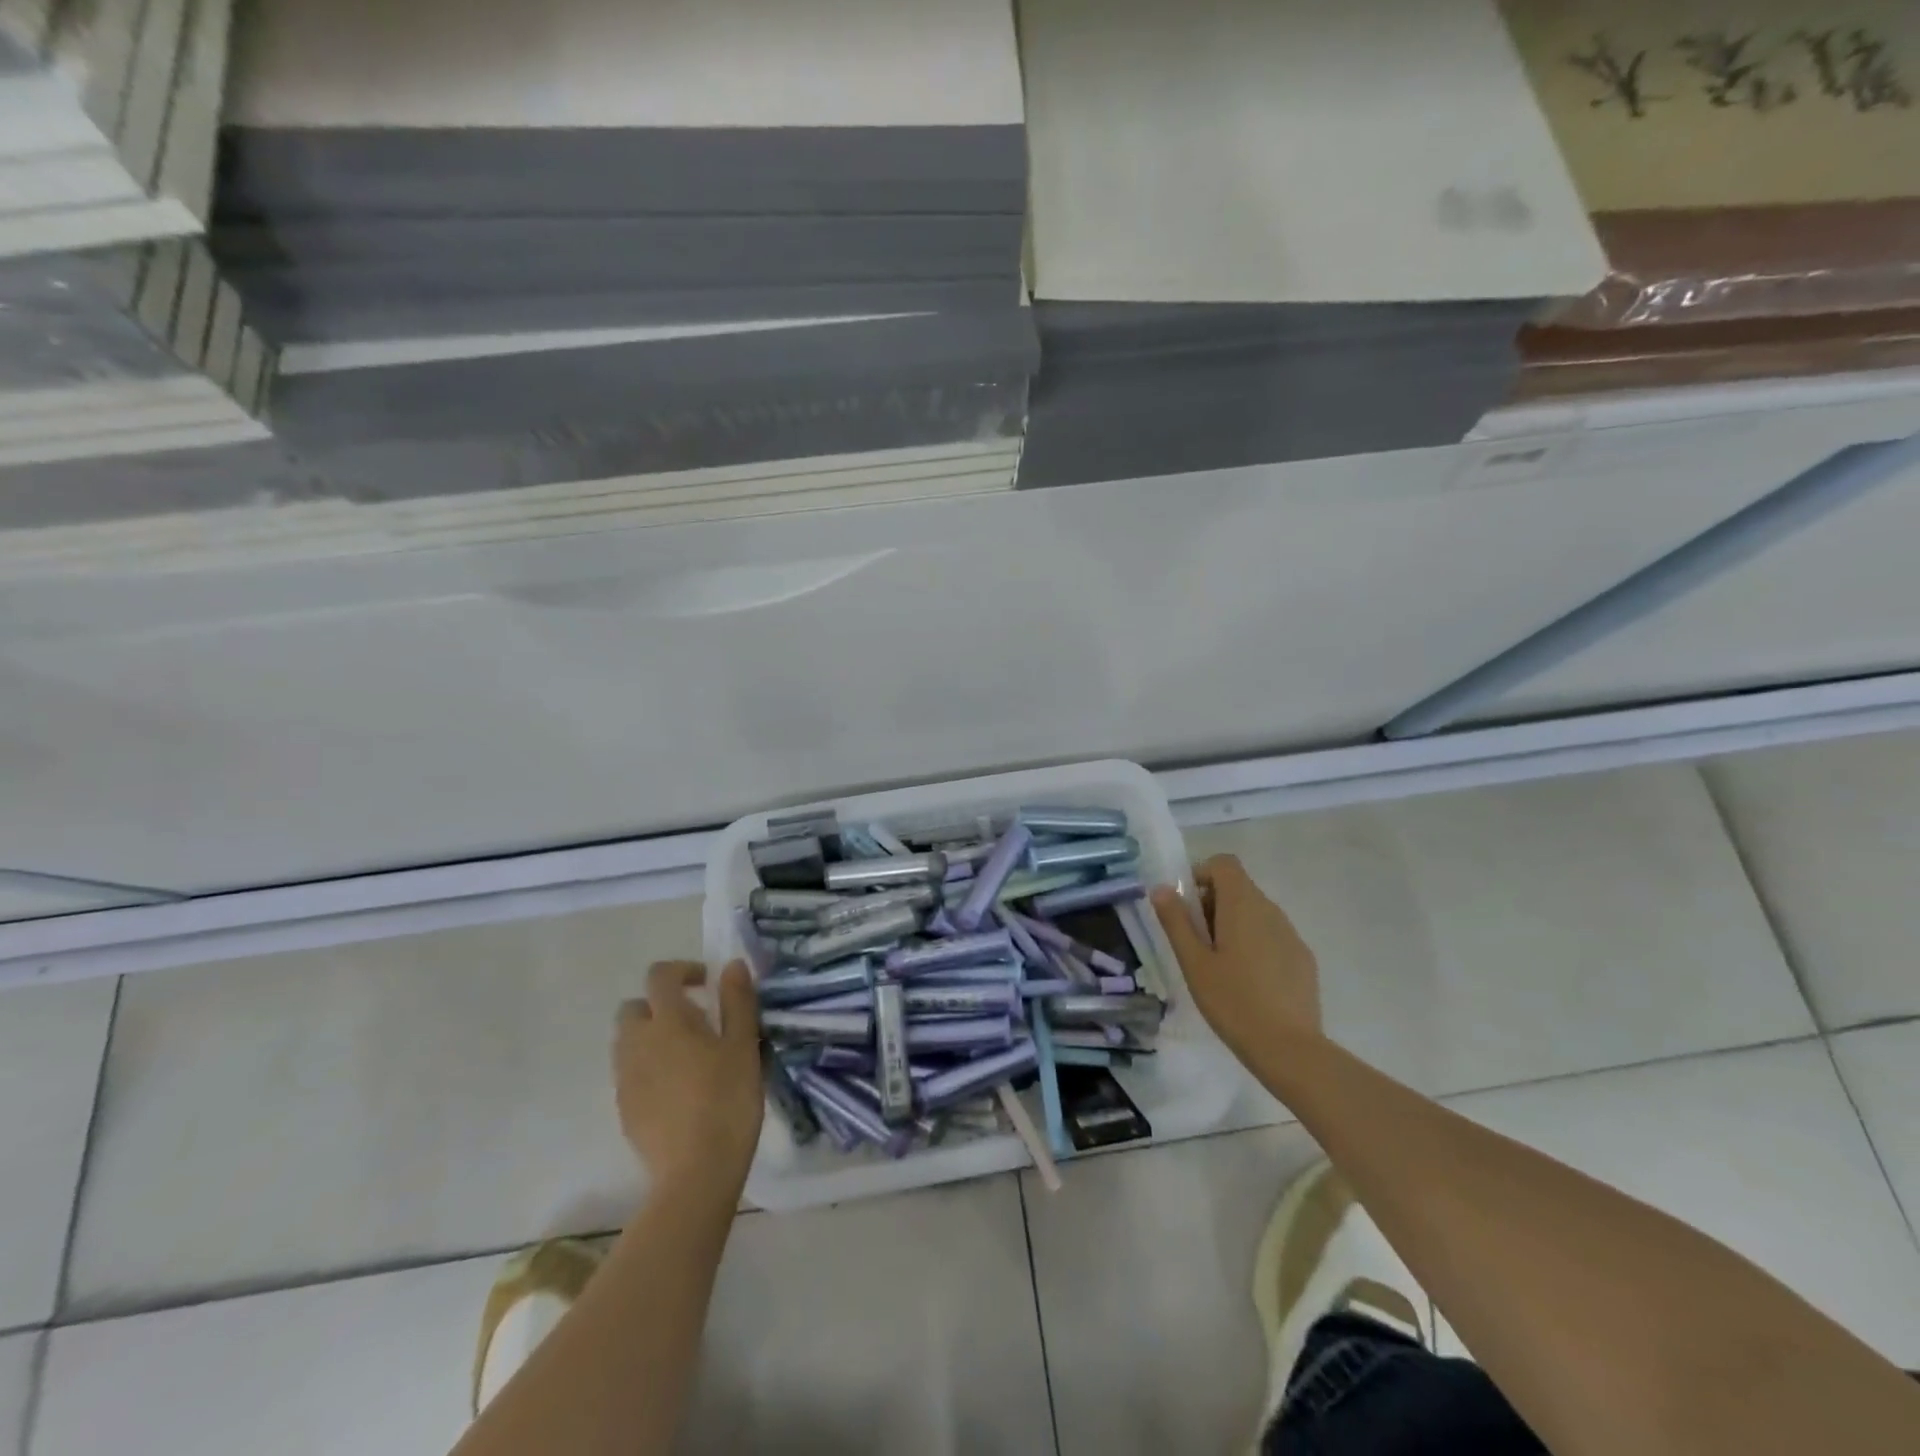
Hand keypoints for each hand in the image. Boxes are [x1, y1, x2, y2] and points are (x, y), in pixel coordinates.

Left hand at [614, 961, 763, 1199]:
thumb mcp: (743, 1045)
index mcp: (668, 1021)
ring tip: (687, 1055)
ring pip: (628, 1041)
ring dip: (651, 1036)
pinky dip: (648, 1067)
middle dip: (659, 1005)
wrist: (696, 1172)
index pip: (660, 976)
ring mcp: (625, 1078)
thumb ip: (737, 1001)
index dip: (682, 971)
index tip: (707, 984)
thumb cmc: (728, 1100)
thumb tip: (731, 965)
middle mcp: (637, 1043)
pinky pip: (629, 1073)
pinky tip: (677, 1089)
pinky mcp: (623, 1109)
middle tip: (696, 1021)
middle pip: (634, 1008)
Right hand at [1152, 853, 1323, 1061]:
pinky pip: (1272, 936)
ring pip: (1255, 913)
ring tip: (1220, 967)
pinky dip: (1255, 945)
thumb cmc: (1232, 1001)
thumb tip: (1162, 888)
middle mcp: (1271, 910)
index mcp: (1242, 905)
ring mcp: (1291, 934)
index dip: (1202, 875)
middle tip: (1197, 944)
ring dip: (1233, 925)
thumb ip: (1176, 921)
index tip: (1187, 909)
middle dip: (1212, 905)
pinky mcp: (1303, 959)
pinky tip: (1248, 983)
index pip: (1224, 864)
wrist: (1289, 1048)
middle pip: (1238, 888)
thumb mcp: (1193, 962)